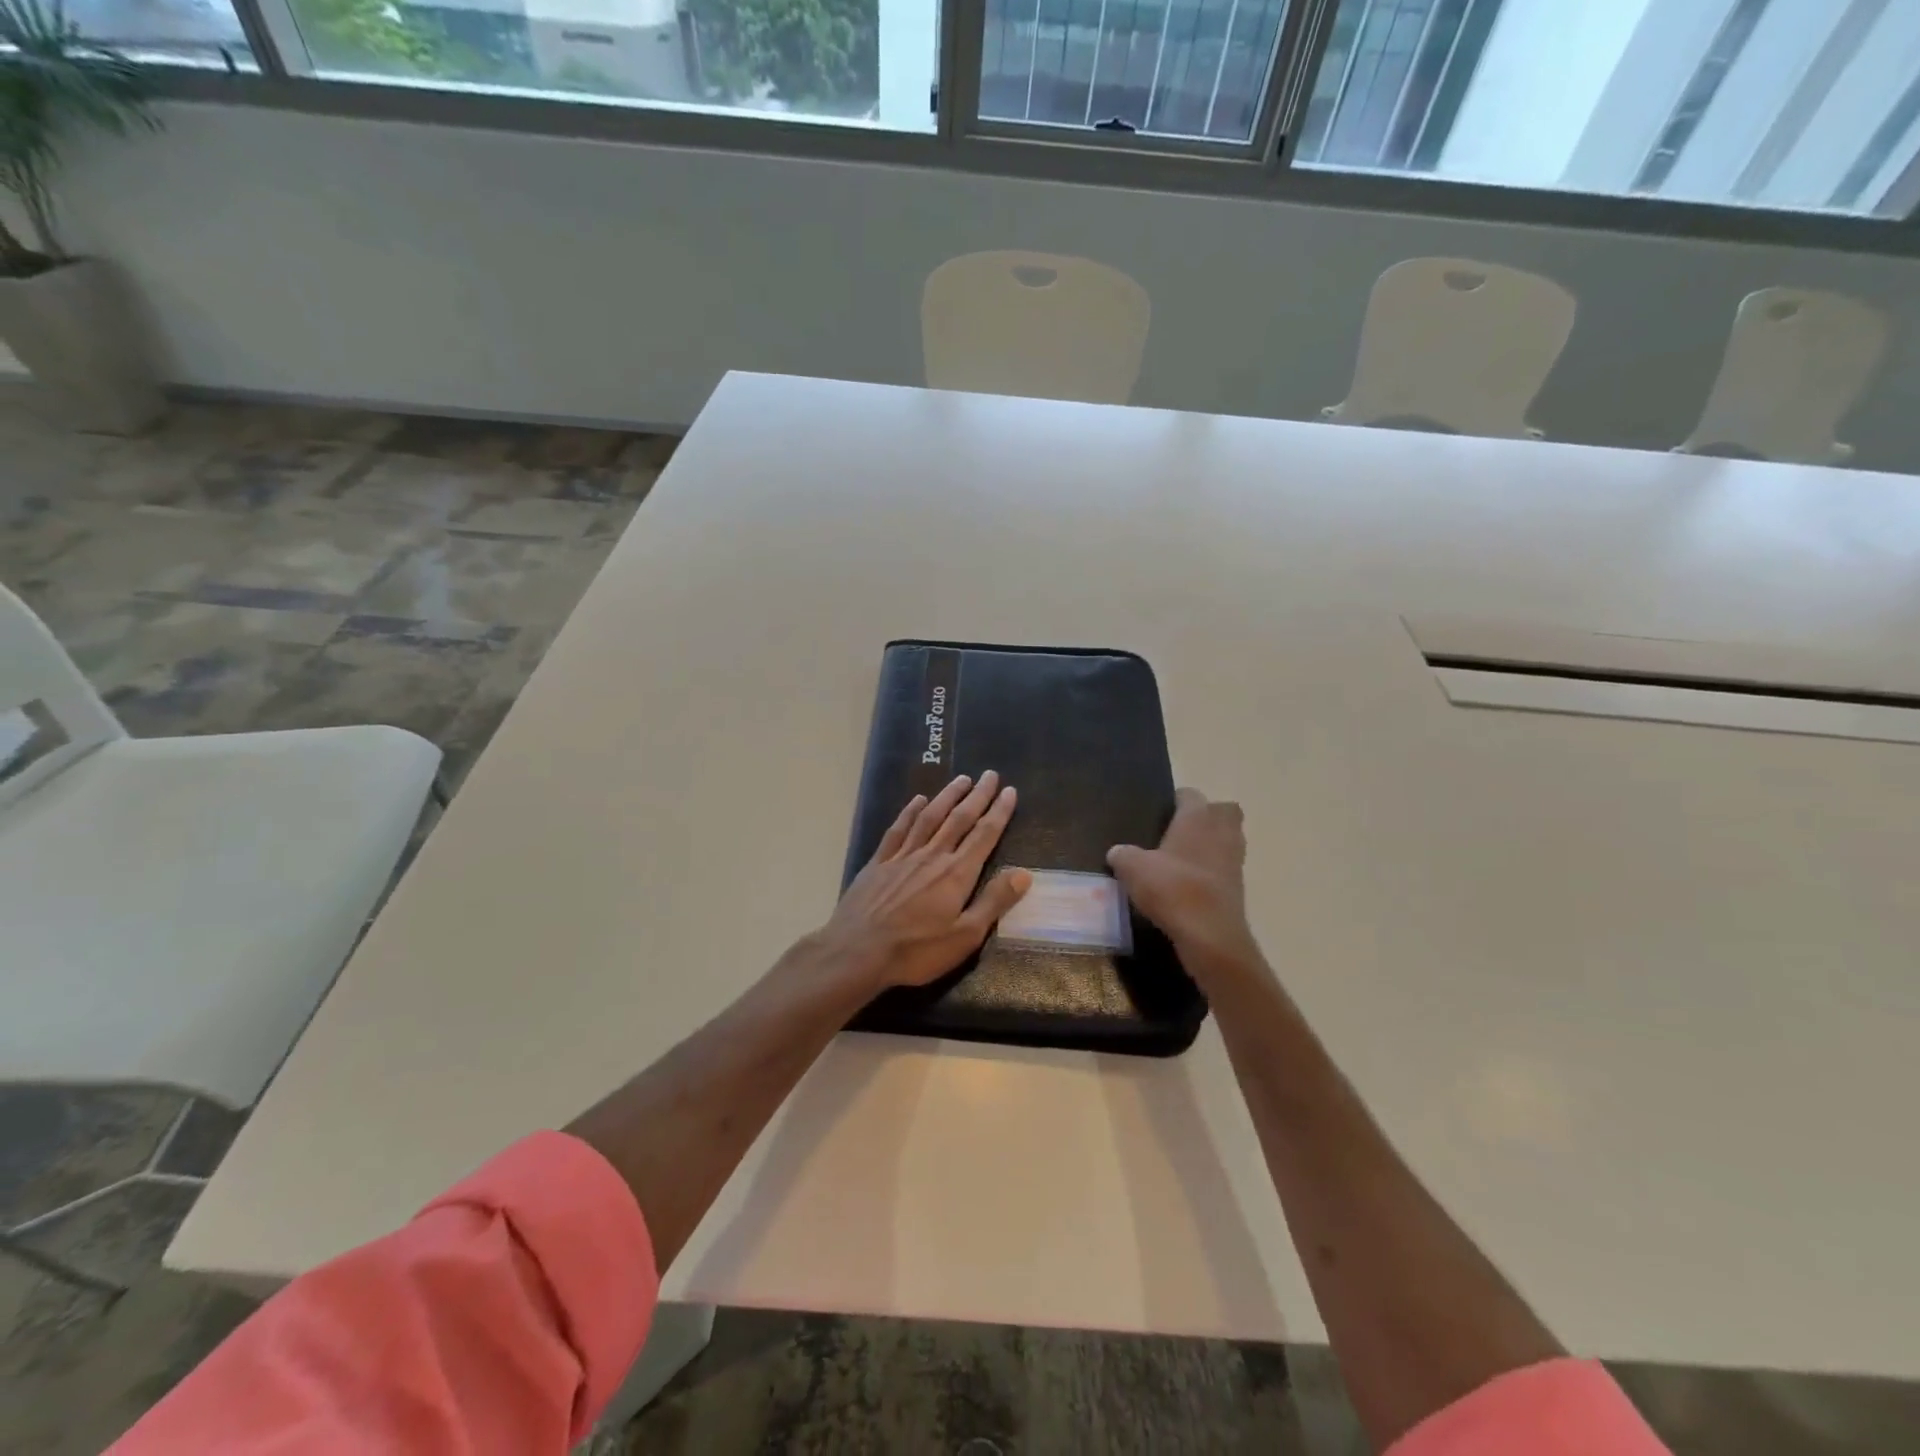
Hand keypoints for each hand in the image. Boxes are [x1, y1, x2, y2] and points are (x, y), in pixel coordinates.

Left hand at [817, 771, 1031, 991]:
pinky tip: (917, 800)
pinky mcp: (878, 862)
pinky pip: (898, 829)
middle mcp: (932, 856)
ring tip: (961, 779)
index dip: (999, 812)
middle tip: (989, 775)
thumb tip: (1024, 874)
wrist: (857, 951)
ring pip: (929, 817)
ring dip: (947, 796)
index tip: (1009, 791)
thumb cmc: (916, 950)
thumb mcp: (965, 936)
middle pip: (959, 819)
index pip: (984, 835)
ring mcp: (902, 856)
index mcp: (956, 873)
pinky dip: (910, 812)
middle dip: (977, 796)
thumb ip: (994, 902)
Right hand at [1108, 788, 1258, 971]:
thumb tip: (1117, 852)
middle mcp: (1221, 832)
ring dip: (1212, 845)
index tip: (1161, 812)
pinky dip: (1213, 872)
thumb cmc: (1172, 888)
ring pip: (1228, 840)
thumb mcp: (1133, 869)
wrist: (1209, 935)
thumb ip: (1123, 855)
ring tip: (1183, 859)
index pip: (1191, 794)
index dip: (1176, 800)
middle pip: (1224, 811)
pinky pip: (1226, 868)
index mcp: (1197, 817)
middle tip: (1180, 830)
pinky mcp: (1238, 888)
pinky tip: (1189, 884)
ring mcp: (1234, 860)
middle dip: (1207, 816)